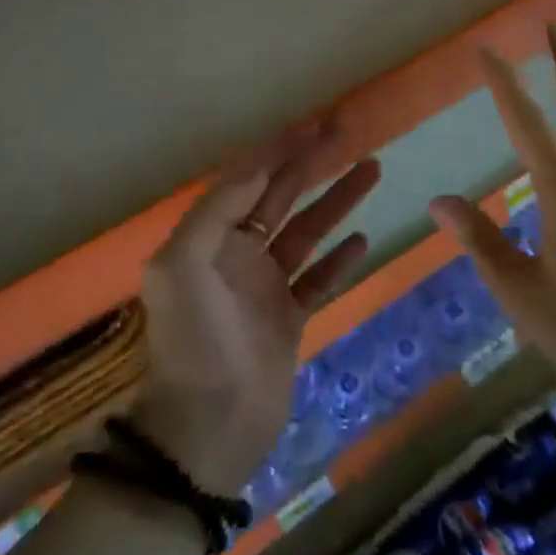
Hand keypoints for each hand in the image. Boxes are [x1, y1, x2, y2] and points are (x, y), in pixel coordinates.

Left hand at [132, 124, 380, 496]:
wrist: (208, 427)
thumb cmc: (193, 342)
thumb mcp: (183, 266)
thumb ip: (216, 211)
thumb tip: (256, 169)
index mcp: (207, 240)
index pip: (247, 181)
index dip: (277, 151)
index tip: (312, 127)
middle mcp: (235, 256)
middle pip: (280, 198)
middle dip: (311, 165)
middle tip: (348, 135)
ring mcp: (264, 288)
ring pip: (307, 233)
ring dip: (336, 201)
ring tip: (372, 170)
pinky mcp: (288, 320)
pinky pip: (318, 279)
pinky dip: (339, 259)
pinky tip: (362, 238)